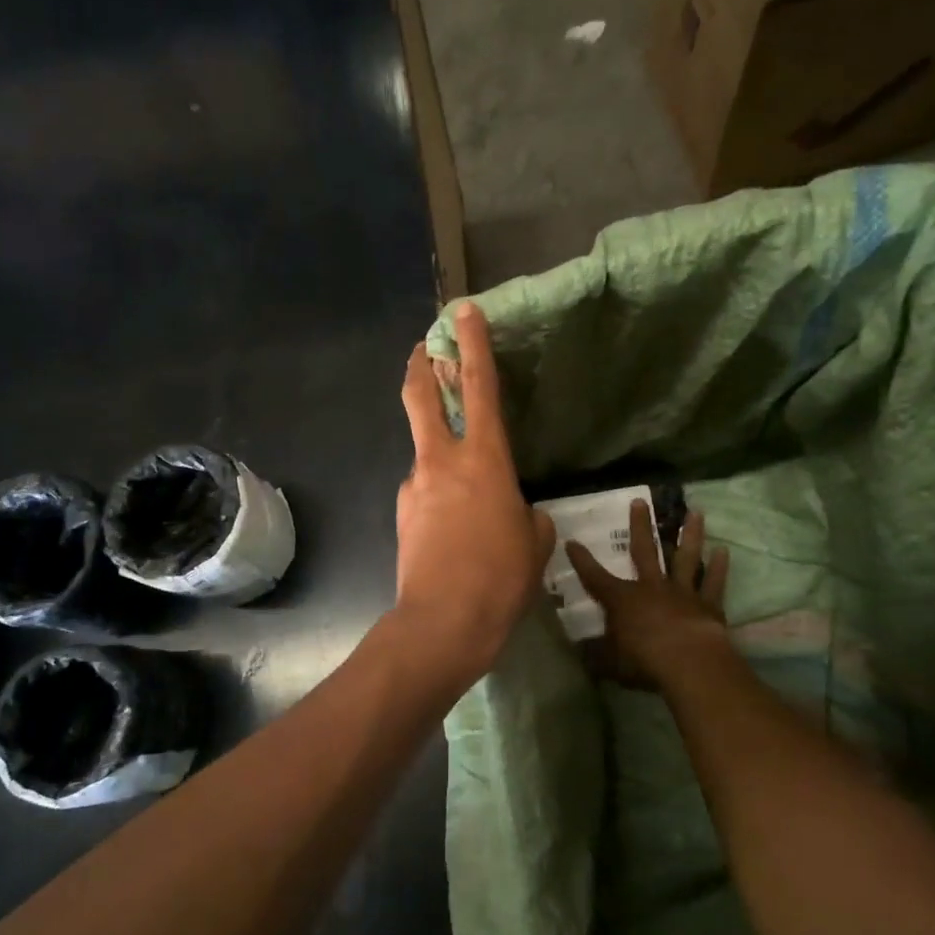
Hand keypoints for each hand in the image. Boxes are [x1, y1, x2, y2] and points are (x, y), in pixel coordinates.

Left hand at [395, 302, 553, 684]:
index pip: (480, 387)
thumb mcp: (533, 543)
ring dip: (438, 450)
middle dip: (421, 365)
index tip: (463, 311)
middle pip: (421, 396)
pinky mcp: (402, 513)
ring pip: (424, 451)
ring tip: (465, 493)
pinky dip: (437, 494)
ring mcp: (415, 486)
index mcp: (484, 460)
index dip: (473, 344)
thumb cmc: (501, 580)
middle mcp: (441, 462)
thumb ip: (529, 516)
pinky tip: (453, 529)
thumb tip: (519, 512)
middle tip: (423, 348)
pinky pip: (423, 491)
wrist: (443, 623)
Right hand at [566, 500, 731, 690]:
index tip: (572, 542)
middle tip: (640, 501)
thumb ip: (597, 655)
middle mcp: (652, 587)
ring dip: (690, 535)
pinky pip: (714, 582)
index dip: (582, 561)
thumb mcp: (611, 663)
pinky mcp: (708, 605)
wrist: (690, 664)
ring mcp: (682, 593)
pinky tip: (723, 550)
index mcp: (623, 600)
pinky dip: (719, 567)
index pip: (596, 577)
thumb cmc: (644, 662)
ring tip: (695, 512)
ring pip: (686, 557)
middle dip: (640, 526)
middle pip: (644, 550)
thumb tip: (581, 652)